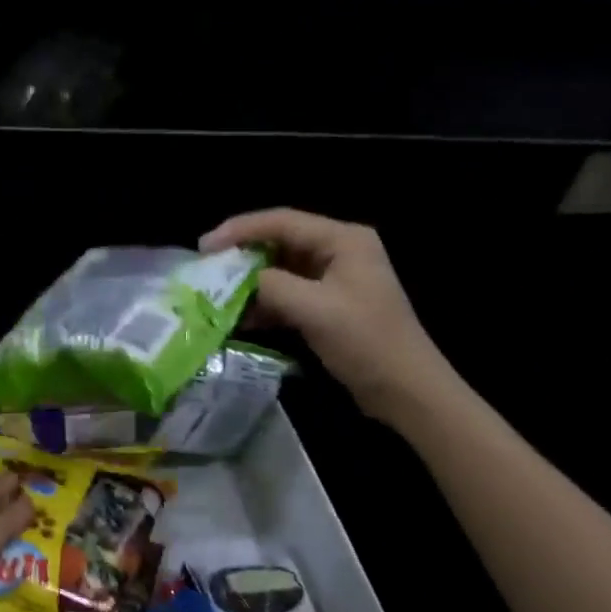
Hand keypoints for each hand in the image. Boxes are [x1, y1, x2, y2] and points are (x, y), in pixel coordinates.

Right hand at [202, 208, 454, 420]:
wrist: (406, 390)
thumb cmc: (365, 343)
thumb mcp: (314, 310)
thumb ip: (272, 286)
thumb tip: (242, 281)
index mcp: (343, 240)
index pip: (281, 222)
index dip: (239, 230)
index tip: (204, 247)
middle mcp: (339, 251)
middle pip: (279, 242)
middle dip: (242, 256)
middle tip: (206, 269)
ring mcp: (334, 279)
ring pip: (280, 270)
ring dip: (250, 283)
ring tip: (217, 296)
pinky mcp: (329, 305)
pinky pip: (288, 294)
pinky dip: (265, 304)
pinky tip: (241, 319)